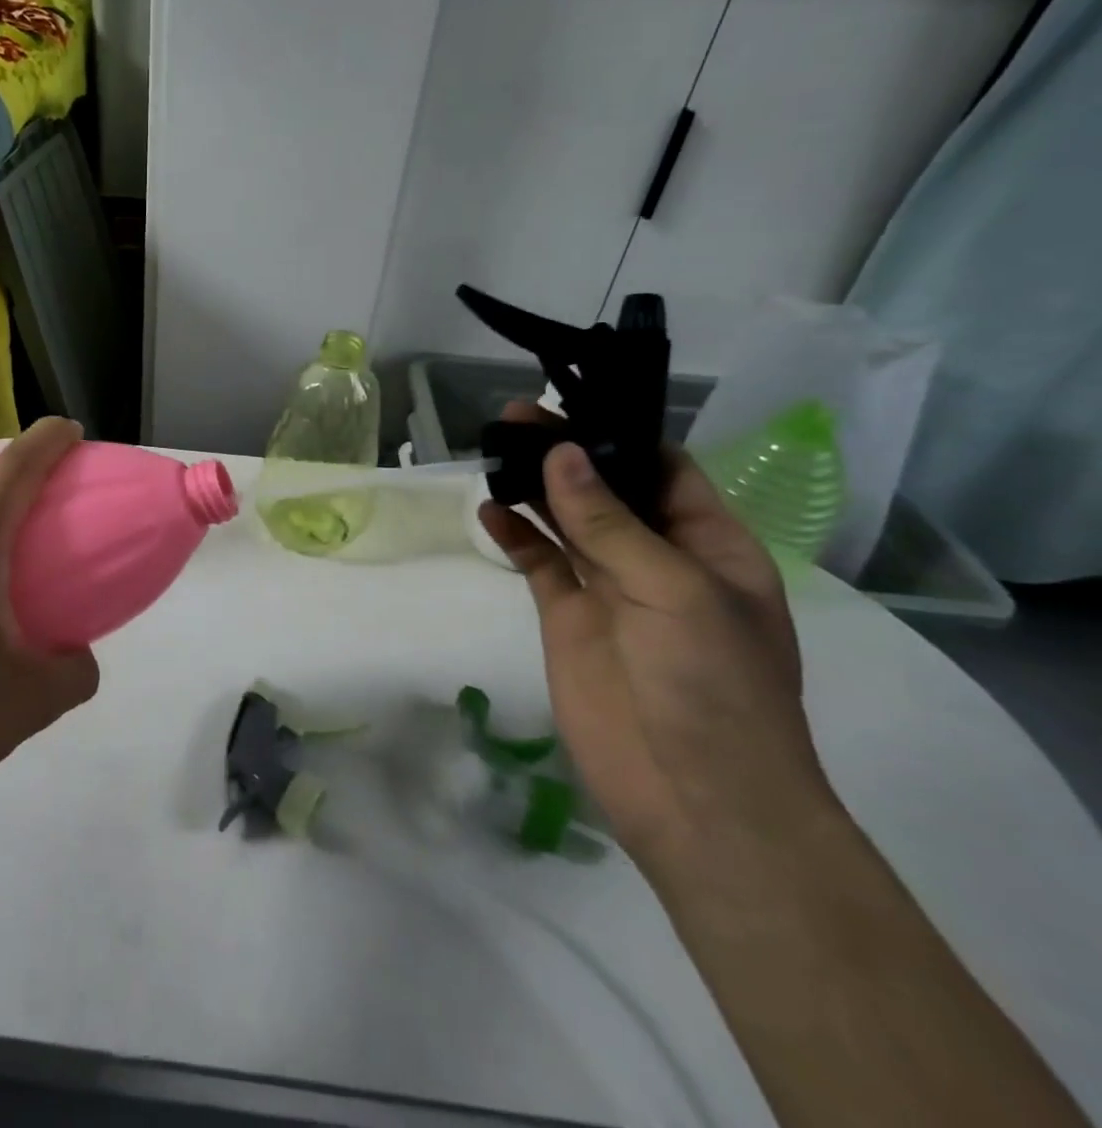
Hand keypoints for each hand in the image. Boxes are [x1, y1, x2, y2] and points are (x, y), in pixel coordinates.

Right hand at [479, 406, 837, 878]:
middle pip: (606, 489)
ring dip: (534, 487)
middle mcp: (657, 559)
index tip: (569, 403)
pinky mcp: (568, 617)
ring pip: (566, 521)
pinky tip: (488, 512)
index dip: (619, 434)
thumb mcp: (672, 591)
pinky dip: (514, 536)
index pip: (663, 470)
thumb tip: (562, 453)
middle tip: (513, 417)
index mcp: (709, 546)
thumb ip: (609, 522)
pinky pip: (538, 563)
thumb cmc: (711, 685)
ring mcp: (609, 589)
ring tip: (494, 450)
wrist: (694, 796)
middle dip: (565, 453)